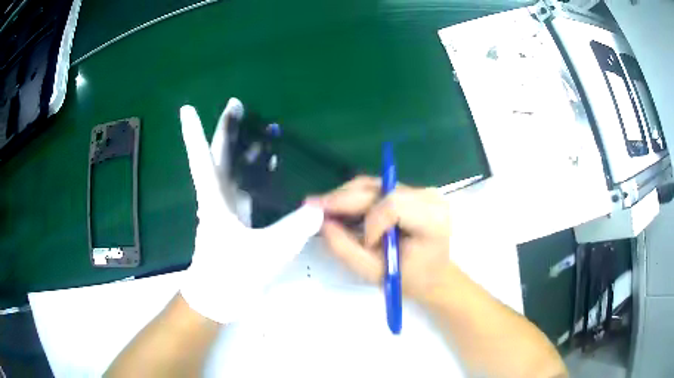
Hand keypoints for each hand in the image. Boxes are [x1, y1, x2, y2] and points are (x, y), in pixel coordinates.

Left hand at [179, 98, 323, 323]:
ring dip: (243, 147)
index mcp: (214, 201)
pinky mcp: (235, 219)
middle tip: (236, 104)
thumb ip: (292, 230)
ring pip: (232, 169)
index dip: (194, 133)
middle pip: (219, 156)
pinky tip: (272, 164)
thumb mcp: (264, 253)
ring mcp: (226, 208)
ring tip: (260, 127)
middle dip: (226, 129)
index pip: (202, 160)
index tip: (186, 108)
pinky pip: (245, 186)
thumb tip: (319, 209)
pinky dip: (256, 171)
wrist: (218, 298)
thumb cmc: (231, 274)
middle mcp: (217, 198)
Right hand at [311, 176, 451, 302]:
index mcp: (432, 219)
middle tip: (312, 206)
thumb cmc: (411, 280)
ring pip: (374, 184)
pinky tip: (338, 206)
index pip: (394, 206)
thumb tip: (323, 224)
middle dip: (343, 199)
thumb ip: (347, 249)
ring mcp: (420, 190)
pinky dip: (355, 197)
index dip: (372, 222)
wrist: (433, 275)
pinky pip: (376, 188)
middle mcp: (429, 197)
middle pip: (379, 188)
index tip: (367, 245)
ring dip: (345, 196)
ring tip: (322, 207)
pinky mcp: (410, 190)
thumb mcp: (376, 273)